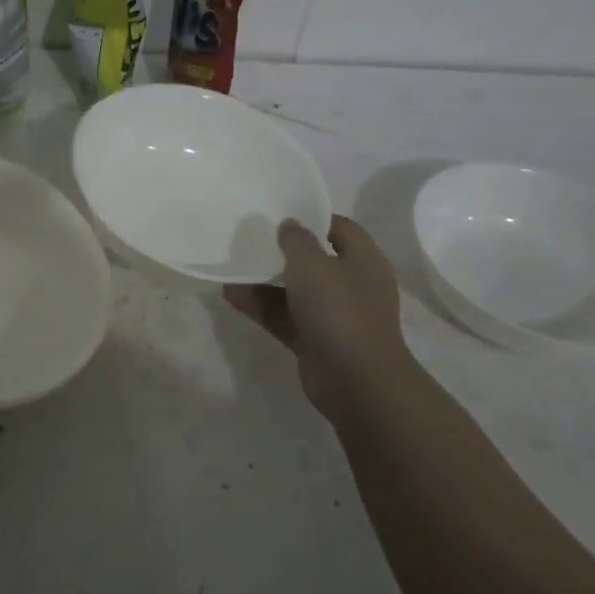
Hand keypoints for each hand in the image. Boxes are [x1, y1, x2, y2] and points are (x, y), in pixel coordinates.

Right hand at [223, 215, 417, 425]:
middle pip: (315, 260)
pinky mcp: (316, 340)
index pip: (339, 227)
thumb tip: (290, 225)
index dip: (311, 218)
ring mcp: (334, 315)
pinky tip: (231, 295)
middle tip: (250, 238)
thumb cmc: (339, 310)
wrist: (356, 380)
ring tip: (232, 266)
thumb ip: (296, 240)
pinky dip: (261, 306)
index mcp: (363, 259)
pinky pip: (285, 316)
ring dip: (265, 281)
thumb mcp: (312, 264)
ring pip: (295, 291)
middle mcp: (352, 284)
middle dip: (282, 251)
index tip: (279, 213)